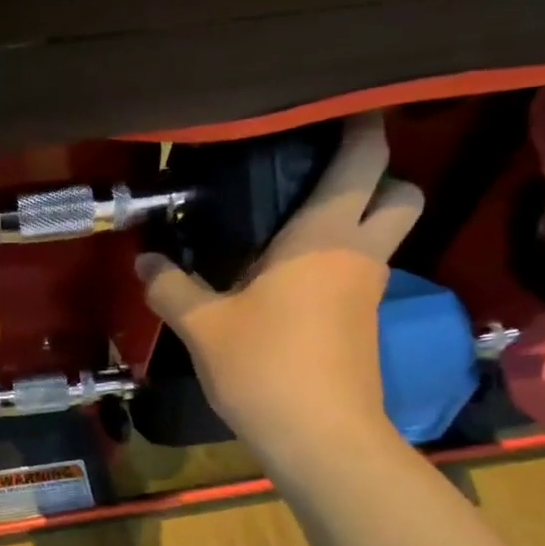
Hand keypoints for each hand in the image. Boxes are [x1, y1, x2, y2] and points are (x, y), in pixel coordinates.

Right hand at [135, 115, 422, 465]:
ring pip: (380, 238)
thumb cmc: (265, 366)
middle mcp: (358, 254)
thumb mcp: (203, 326)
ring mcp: (368, 292)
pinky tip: (285, 283)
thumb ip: (171, 287)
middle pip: (400, 193)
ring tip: (287, 228)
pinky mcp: (363, 326)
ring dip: (352, 223)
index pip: (363, 160)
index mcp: (325, 236)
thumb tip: (144, 261)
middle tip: (320, 178)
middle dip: (377, 176)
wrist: (320, 440)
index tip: (341, 105)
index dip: (361, 124)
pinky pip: (357, 275)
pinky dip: (334, 265)